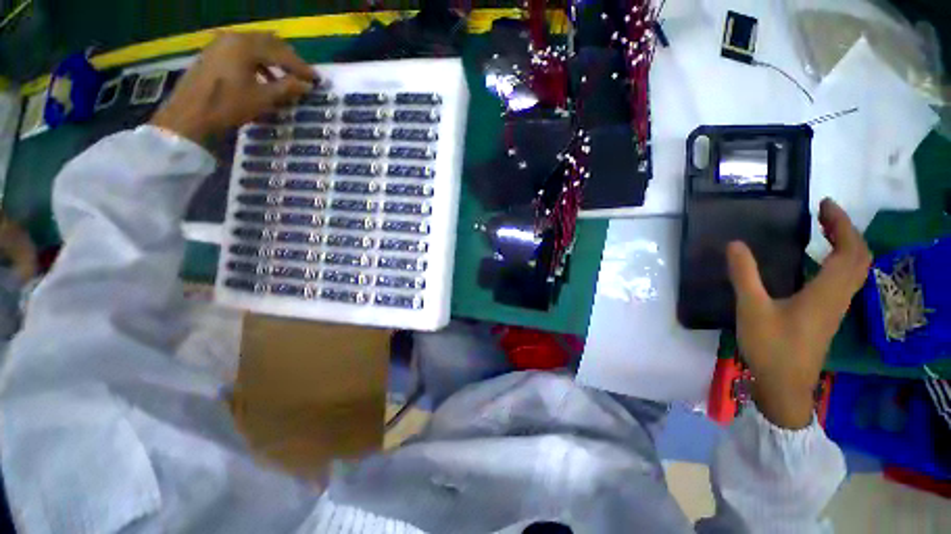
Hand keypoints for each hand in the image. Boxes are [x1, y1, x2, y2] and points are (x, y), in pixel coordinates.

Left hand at [151, 32, 315, 145]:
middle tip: (302, 73)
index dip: (301, 67)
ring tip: (284, 77)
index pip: (281, 53)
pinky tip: (262, 77)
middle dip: (287, 58)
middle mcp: (233, 38)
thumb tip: (307, 85)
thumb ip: (287, 88)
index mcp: (246, 46)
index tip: (315, 79)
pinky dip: (256, 61)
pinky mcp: (213, 54)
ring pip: (254, 45)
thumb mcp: (263, 98)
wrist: (190, 115)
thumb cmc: (229, 105)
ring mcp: (220, 44)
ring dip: (272, 59)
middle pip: (268, 42)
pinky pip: (241, 51)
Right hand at [727, 198, 871, 428]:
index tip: (824, 205)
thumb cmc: (772, 347)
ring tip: (823, 233)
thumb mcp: (752, 309)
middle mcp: (839, 296)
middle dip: (847, 231)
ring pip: (855, 270)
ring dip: (845, 246)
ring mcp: (835, 308)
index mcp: (826, 292)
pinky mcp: (828, 316)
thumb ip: (745, 275)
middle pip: (859, 257)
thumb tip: (735, 244)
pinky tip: (815, 263)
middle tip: (824, 215)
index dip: (842, 224)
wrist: (785, 386)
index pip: (849, 250)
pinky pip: (843, 280)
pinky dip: (837, 262)